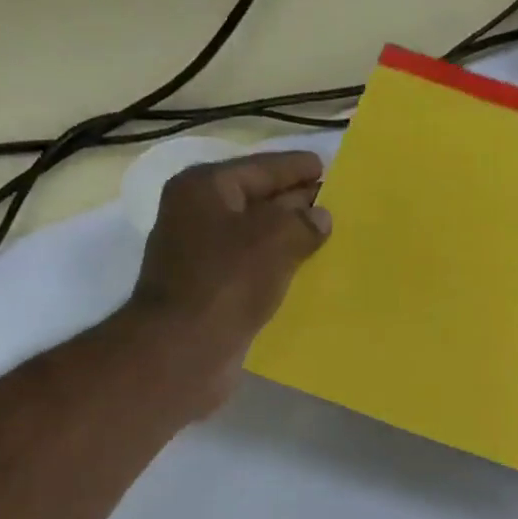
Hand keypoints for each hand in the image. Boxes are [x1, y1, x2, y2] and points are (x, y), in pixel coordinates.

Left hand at [124, 151, 331, 414]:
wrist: (183, 351)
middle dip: (294, 204)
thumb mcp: (273, 240)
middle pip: (255, 202)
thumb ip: (302, 222)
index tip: (326, 167)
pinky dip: (276, 272)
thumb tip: (320, 217)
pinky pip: (251, 274)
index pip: (260, 168)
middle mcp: (198, 217)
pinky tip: (303, 279)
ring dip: (287, 242)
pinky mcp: (210, 296)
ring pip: (255, 241)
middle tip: (334, 205)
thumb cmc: (226, 283)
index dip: (294, 168)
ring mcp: (201, 259)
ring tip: (327, 242)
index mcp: (205, 189)